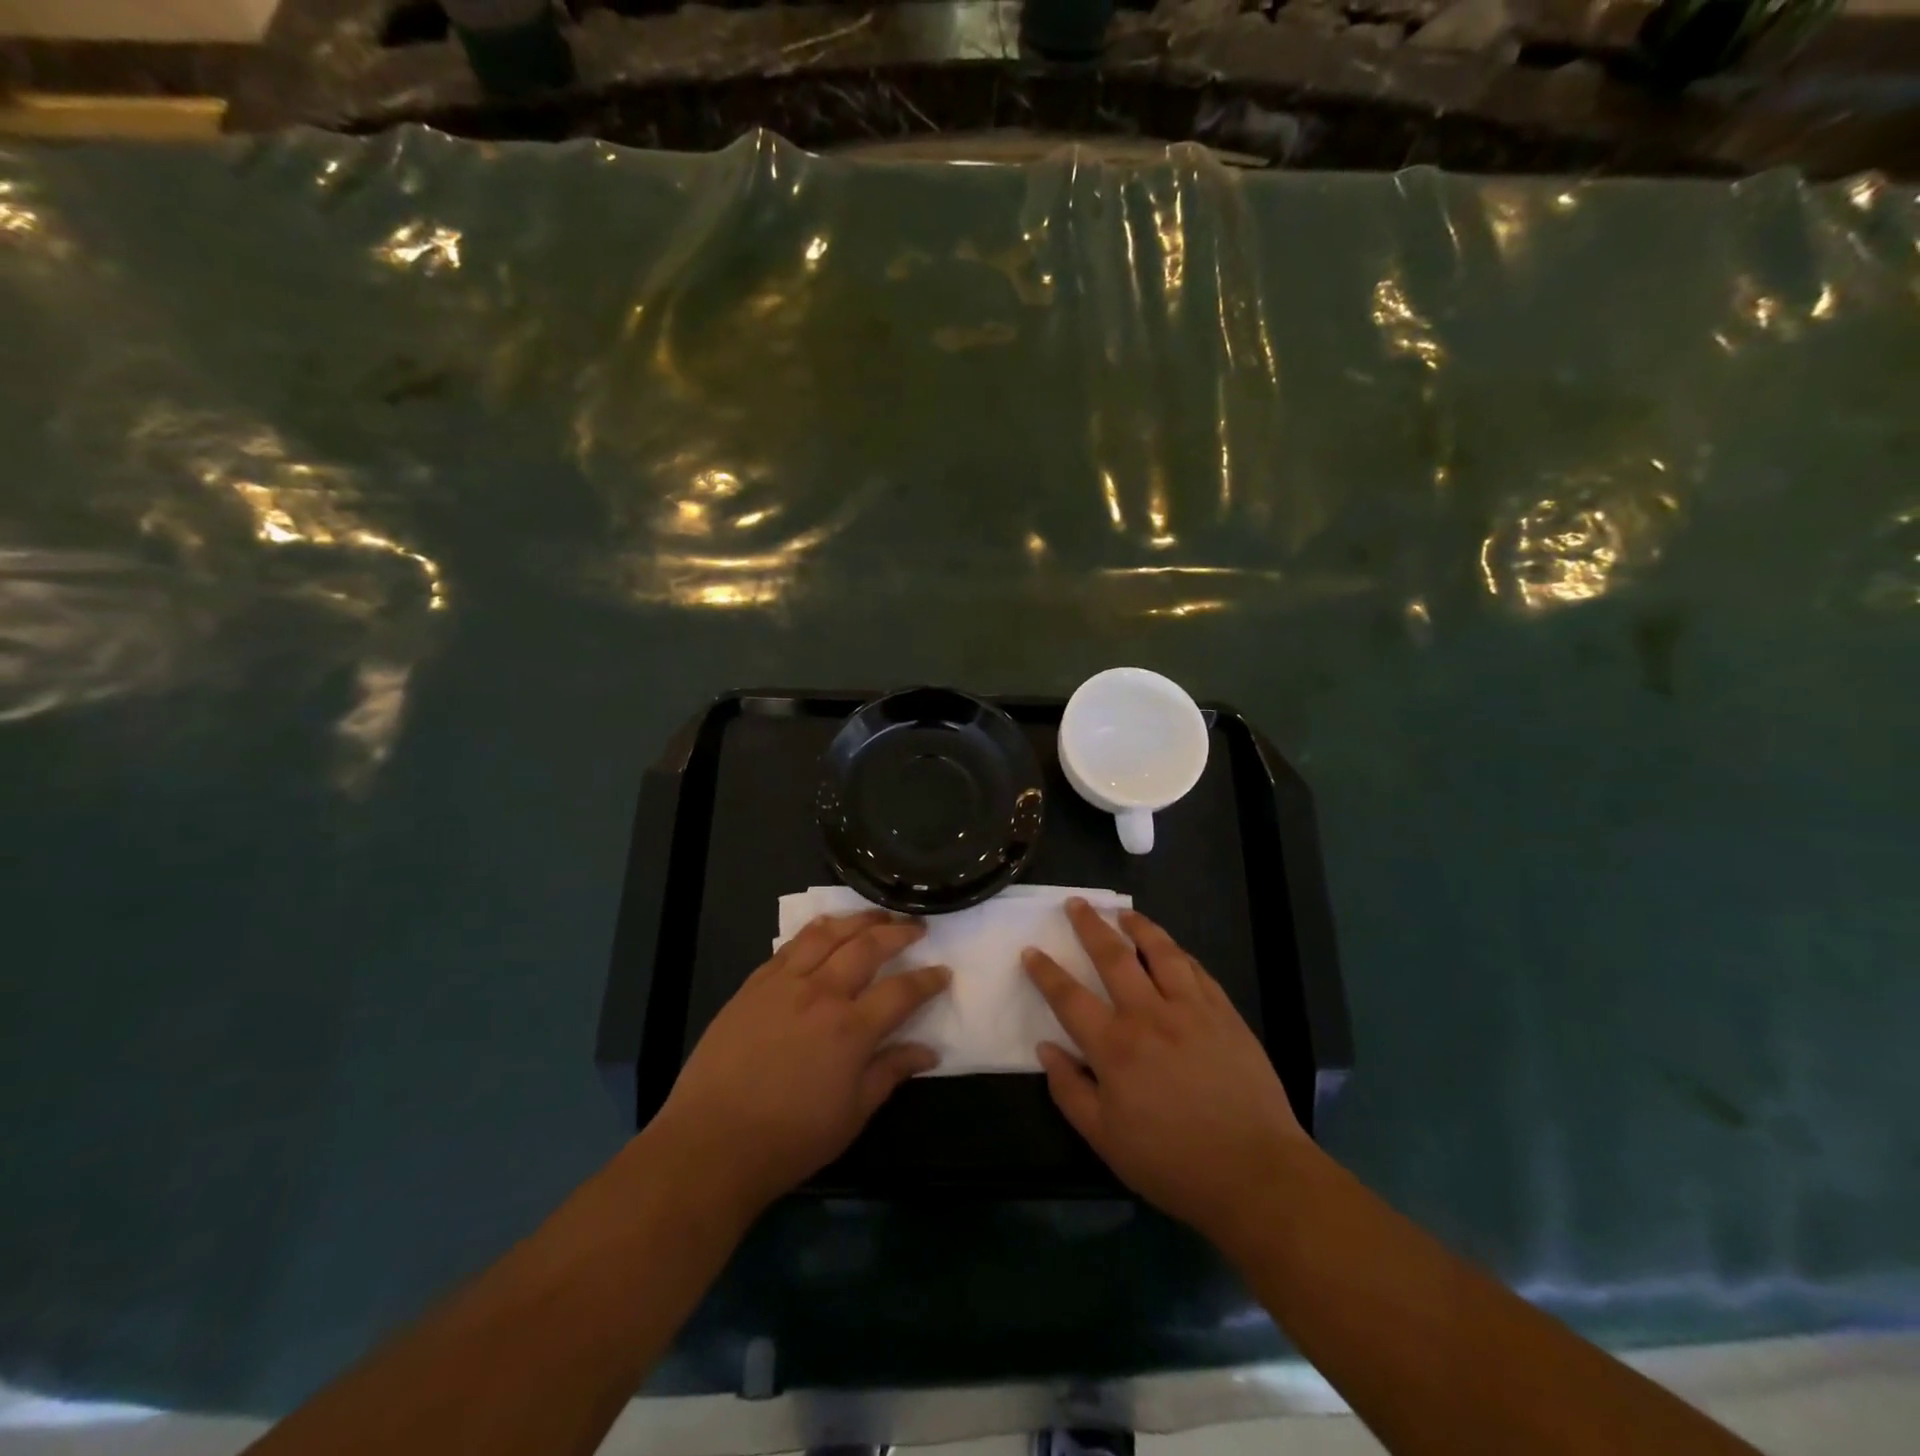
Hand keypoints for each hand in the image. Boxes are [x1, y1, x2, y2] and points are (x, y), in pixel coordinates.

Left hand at [646, 911, 949, 1217]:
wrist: (712, 1142)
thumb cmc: (790, 1138)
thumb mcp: (852, 1114)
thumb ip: (891, 1073)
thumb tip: (928, 1051)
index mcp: (851, 1029)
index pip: (902, 991)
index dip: (928, 979)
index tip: (944, 971)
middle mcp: (822, 993)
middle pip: (868, 946)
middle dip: (898, 932)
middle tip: (916, 926)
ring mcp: (784, 983)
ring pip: (828, 935)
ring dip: (858, 920)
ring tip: (877, 915)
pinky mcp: (754, 984)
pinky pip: (790, 945)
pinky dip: (815, 931)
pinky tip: (825, 928)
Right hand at [1023, 899, 1313, 1246]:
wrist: (1254, 1173)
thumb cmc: (1172, 1163)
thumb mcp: (1105, 1140)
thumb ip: (1069, 1090)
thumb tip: (1046, 1049)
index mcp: (1114, 1047)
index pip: (1069, 997)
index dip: (1046, 972)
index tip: (1031, 951)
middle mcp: (1149, 1015)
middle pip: (1113, 956)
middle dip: (1090, 926)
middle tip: (1076, 903)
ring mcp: (1191, 1009)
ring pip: (1160, 951)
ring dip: (1138, 926)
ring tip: (1124, 913)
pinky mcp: (1224, 1013)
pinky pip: (1196, 970)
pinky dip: (1178, 952)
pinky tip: (1171, 948)